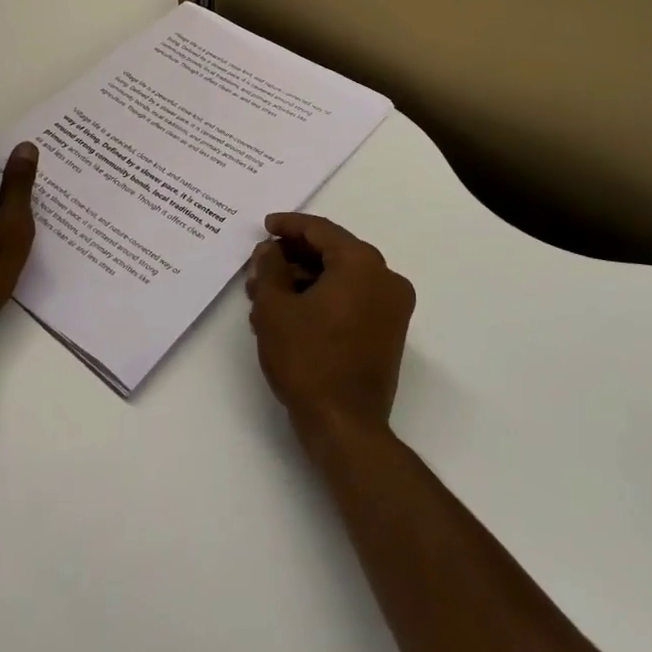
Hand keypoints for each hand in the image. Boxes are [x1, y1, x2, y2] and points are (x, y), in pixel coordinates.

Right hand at [245, 213, 416, 444]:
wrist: (345, 426)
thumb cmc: (308, 359)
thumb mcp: (274, 308)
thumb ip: (269, 268)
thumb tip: (270, 250)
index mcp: (362, 263)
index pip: (321, 230)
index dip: (288, 225)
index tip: (264, 226)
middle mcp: (385, 278)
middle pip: (332, 252)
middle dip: (292, 256)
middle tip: (260, 264)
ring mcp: (392, 306)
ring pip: (341, 277)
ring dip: (304, 279)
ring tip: (265, 293)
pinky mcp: (389, 331)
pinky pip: (352, 298)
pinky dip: (322, 297)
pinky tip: (289, 311)